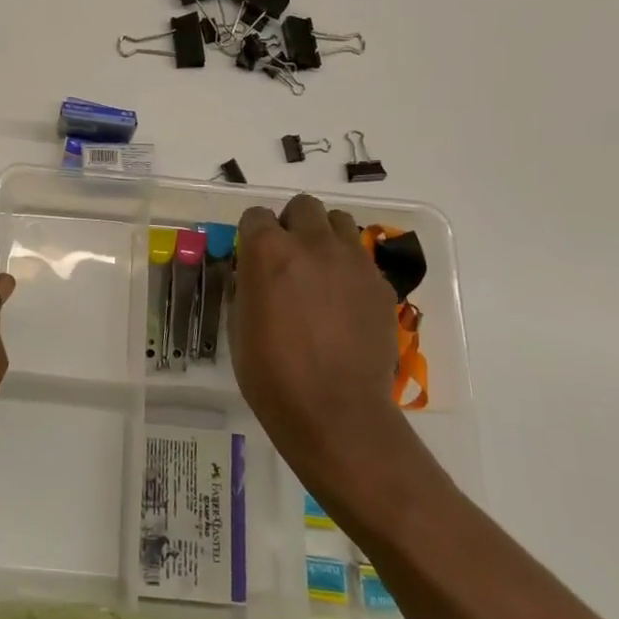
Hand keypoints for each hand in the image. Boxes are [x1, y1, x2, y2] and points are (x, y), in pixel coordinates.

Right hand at [230, 194, 407, 486]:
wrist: (336, 411)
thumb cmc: (271, 374)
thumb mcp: (239, 325)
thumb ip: (246, 286)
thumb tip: (251, 274)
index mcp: (267, 251)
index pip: (256, 215)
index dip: (252, 233)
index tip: (252, 256)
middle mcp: (311, 244)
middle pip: (303, 206)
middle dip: (292, 224)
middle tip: (289, 258)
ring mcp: (352, 261)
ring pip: (339, 222)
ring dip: (325, 237)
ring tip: (320, 271)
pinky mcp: (380, 284)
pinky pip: (362, 258)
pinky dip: (349, 268)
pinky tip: (344, 302)